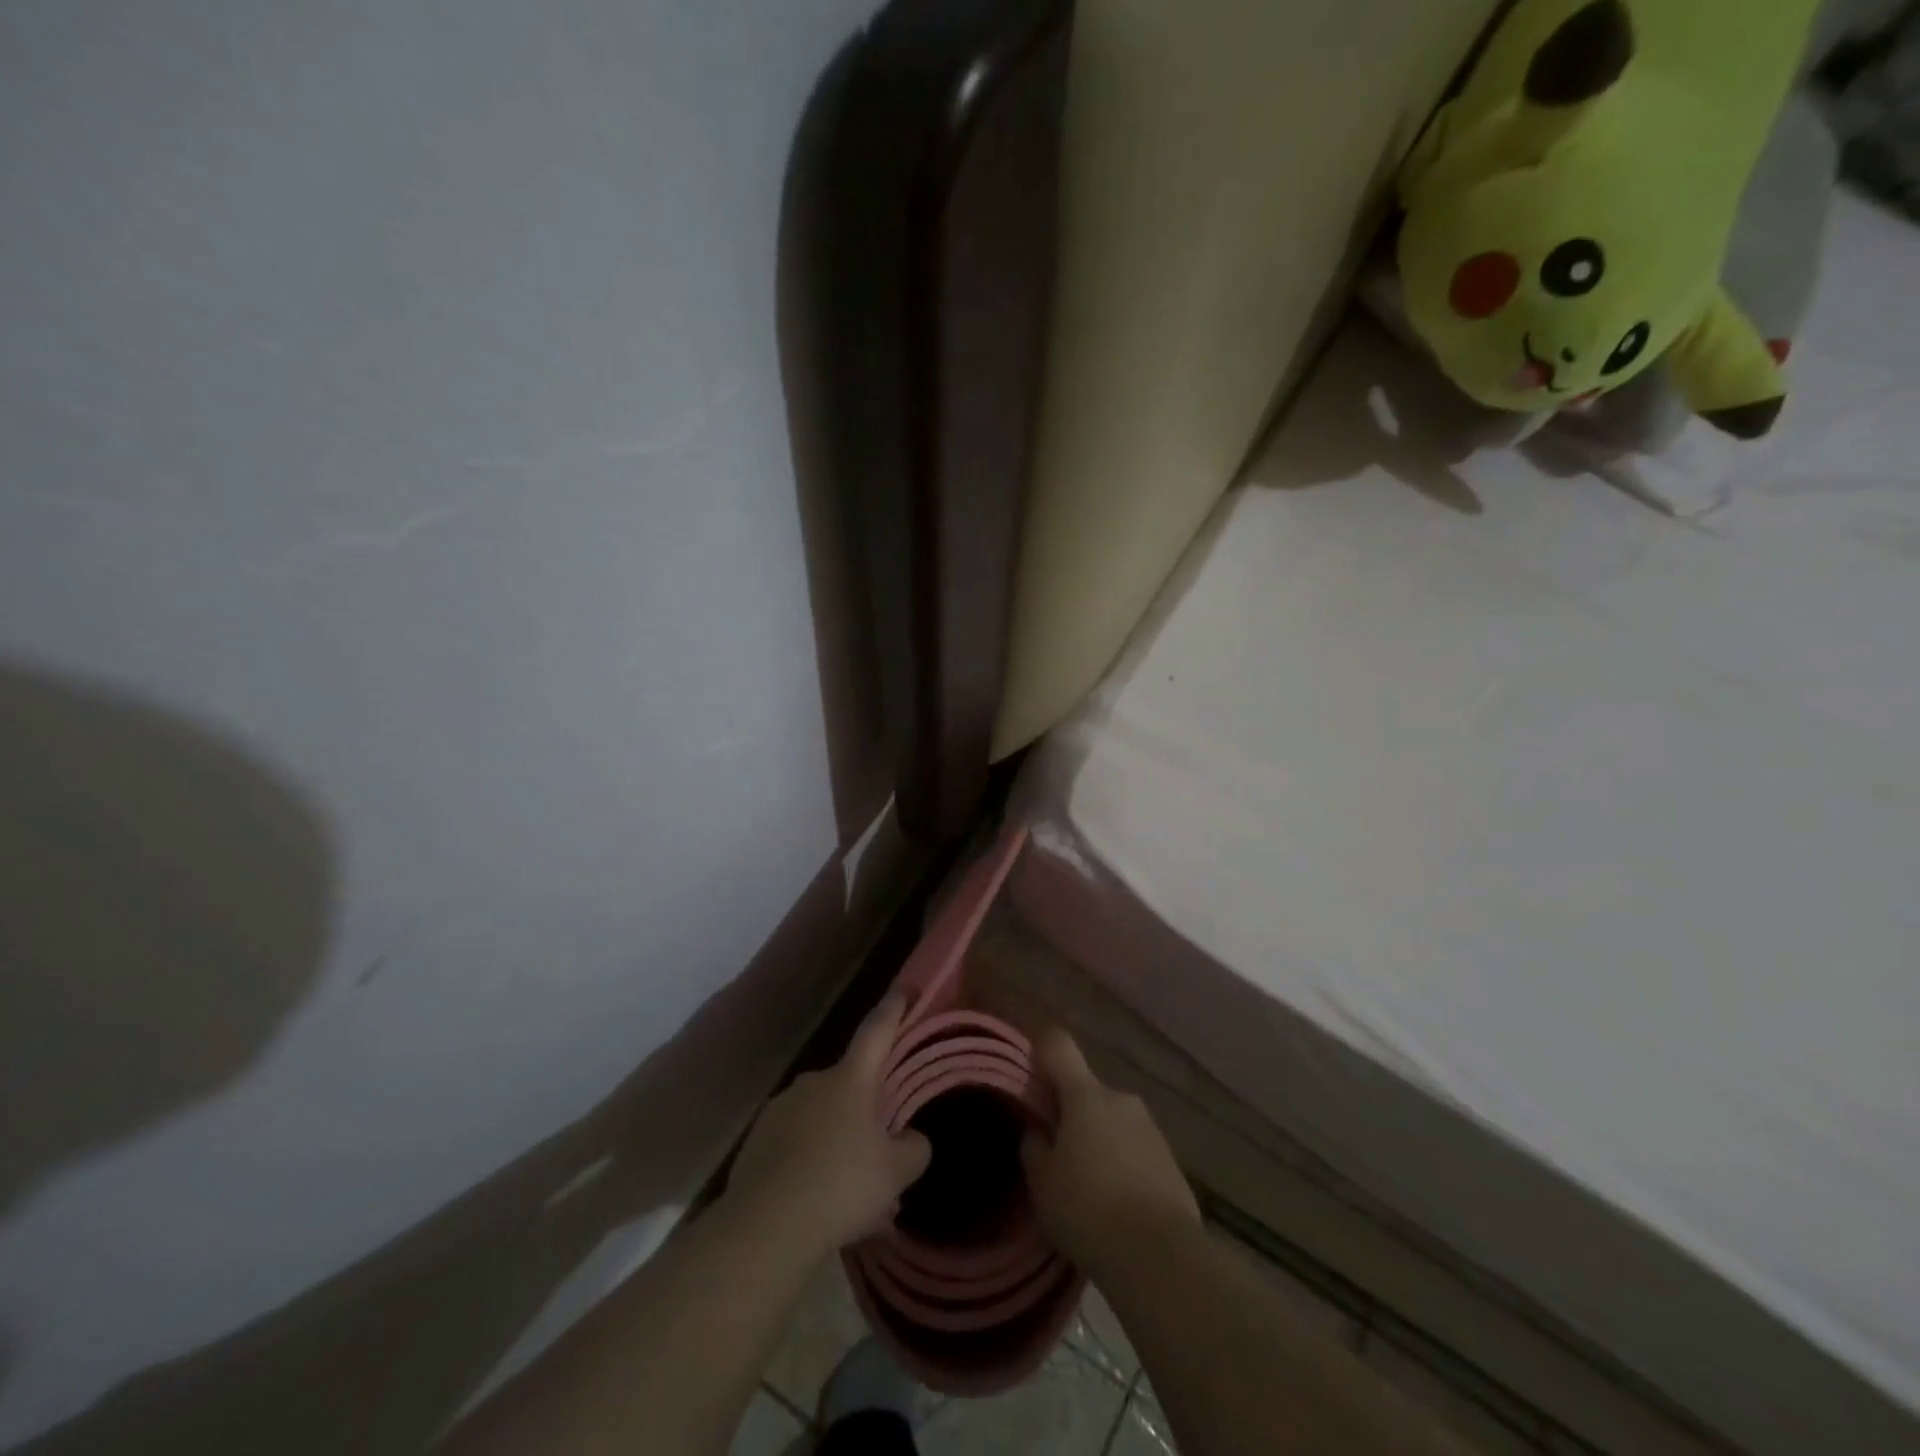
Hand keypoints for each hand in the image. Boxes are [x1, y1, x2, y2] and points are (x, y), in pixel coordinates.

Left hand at [726, 991, 931, 1260]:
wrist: (764, 1228)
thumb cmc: (840, 1186)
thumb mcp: (896, 1172)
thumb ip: (914, 1148)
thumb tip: (911, 1139)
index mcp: (850, 1079)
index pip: (877, 1030)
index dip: (894, 1007)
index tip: (906, 986)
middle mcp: (814, 1082)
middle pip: (850, 1085)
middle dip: (867, 1110)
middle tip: (883, 1148)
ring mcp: (780, 1109)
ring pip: (823, 1119)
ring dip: (839, 1142)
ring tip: (853, 1191)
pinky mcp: (757, 1141)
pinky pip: (796, 1143)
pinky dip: (811, 1163)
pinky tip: (820, 1203)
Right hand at [1020, 1029, 1199, 1277]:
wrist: (1161, 1258)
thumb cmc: (1088, 1210)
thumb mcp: (1043, 1183)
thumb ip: (1034, 1147)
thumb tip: (1038, 1130)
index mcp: (1085, 1095)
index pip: (1059, 1046)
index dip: (1042, 1049)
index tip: (1031, 1069)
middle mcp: (1121, 1100)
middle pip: (1087, 1091)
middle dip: (1071, 1113)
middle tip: (1057, 1152)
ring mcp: (1151, 1128)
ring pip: (1113, 1122)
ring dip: (1099, 1140)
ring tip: (1088, 1187)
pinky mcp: (1172, 1161)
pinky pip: (1136, 1150)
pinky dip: (1123, 1164)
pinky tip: (1117, 1204)